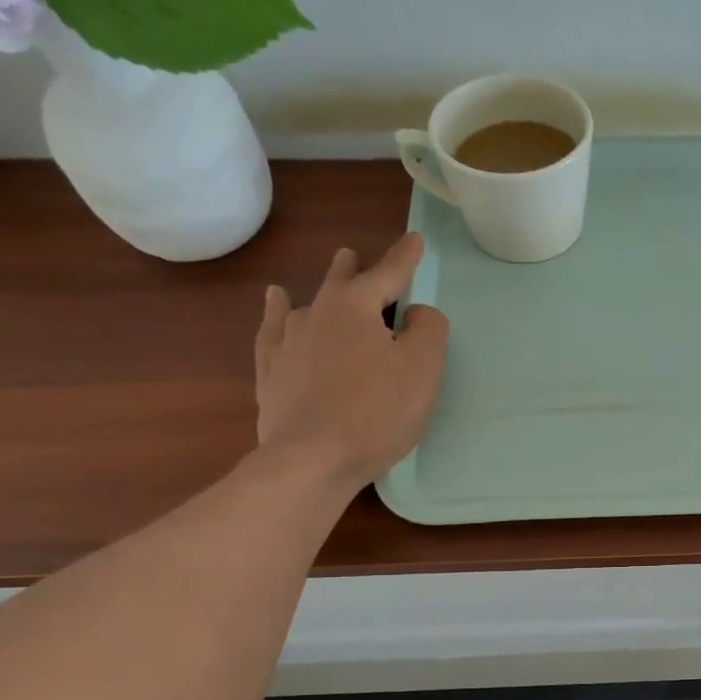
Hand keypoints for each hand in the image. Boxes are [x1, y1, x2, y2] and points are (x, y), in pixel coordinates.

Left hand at [254, 234, 449, 490]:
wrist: (312, 459)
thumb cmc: (377, 411)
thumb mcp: (423, 368)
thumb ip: (428, 330)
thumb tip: (416, 313)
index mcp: (356, 307)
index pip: (388, 274)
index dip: (405, 258)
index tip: (415, 240)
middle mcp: (316, 313)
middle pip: (339, 282)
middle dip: (354, 268)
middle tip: (355, 255)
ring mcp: (288, 342)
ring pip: (304, 304)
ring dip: (319, 290)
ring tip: (324, 280)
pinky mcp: (272, 372)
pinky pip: (273, 331)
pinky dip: (276, 313)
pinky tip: (275, 305)